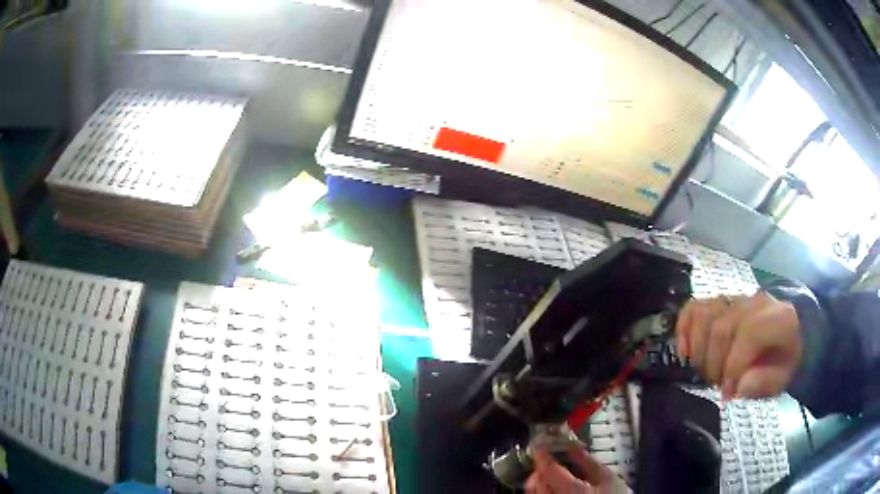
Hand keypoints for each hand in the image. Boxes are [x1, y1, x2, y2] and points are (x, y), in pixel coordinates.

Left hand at [525, 447, 629, 492]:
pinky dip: (543, 491)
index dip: (541, 456)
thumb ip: (587, 461)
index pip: (548, 470)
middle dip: (540, 469)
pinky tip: (553, 486)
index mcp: (572, 490)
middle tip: (547, 460)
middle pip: (537, 483)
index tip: (540, 446)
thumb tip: (572, 445)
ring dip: (539, 481)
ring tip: (550, 473)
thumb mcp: (607, 477)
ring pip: (535, 493)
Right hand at [675, 292, 801, 399]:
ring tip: (705, 370)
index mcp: (777, 318)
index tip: (727, 394)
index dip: (733, 366)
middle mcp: (755, 302)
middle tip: (717, 385)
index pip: (748, 333)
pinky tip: (685, 351)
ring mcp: (737, 299)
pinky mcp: (723, 302)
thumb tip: (738, 386)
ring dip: (698, 349)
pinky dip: (684, 328)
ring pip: (705, 314)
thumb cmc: (786, 360)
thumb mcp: (784, 378)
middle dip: (713, 363)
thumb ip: (765, 383)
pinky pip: (695, 307)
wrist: (792, 333)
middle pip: (722, 326)